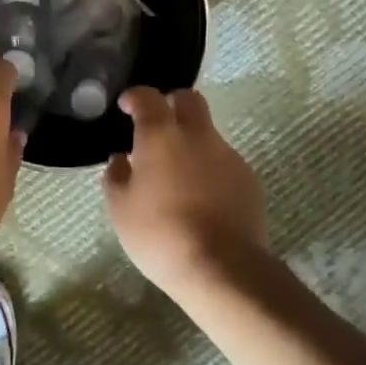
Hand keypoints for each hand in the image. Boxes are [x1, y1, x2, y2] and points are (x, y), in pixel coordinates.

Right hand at [103, 87, 265, 300]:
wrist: (222, 268)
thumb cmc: (160, 234)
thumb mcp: (121, 209)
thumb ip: (116, 177)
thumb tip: (121, 159)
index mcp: (161, 135)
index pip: (148, 97)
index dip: (135, 97)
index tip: (127, 106)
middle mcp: (197, 135)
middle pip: (189, 99)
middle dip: (172, 103)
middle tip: (158, 125)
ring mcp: (228, 156)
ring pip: (208, 134)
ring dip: (192, 142)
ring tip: (178, 175)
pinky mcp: (249, 180)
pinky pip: (224, 162)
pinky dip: (210, 170)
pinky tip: (202, 198)